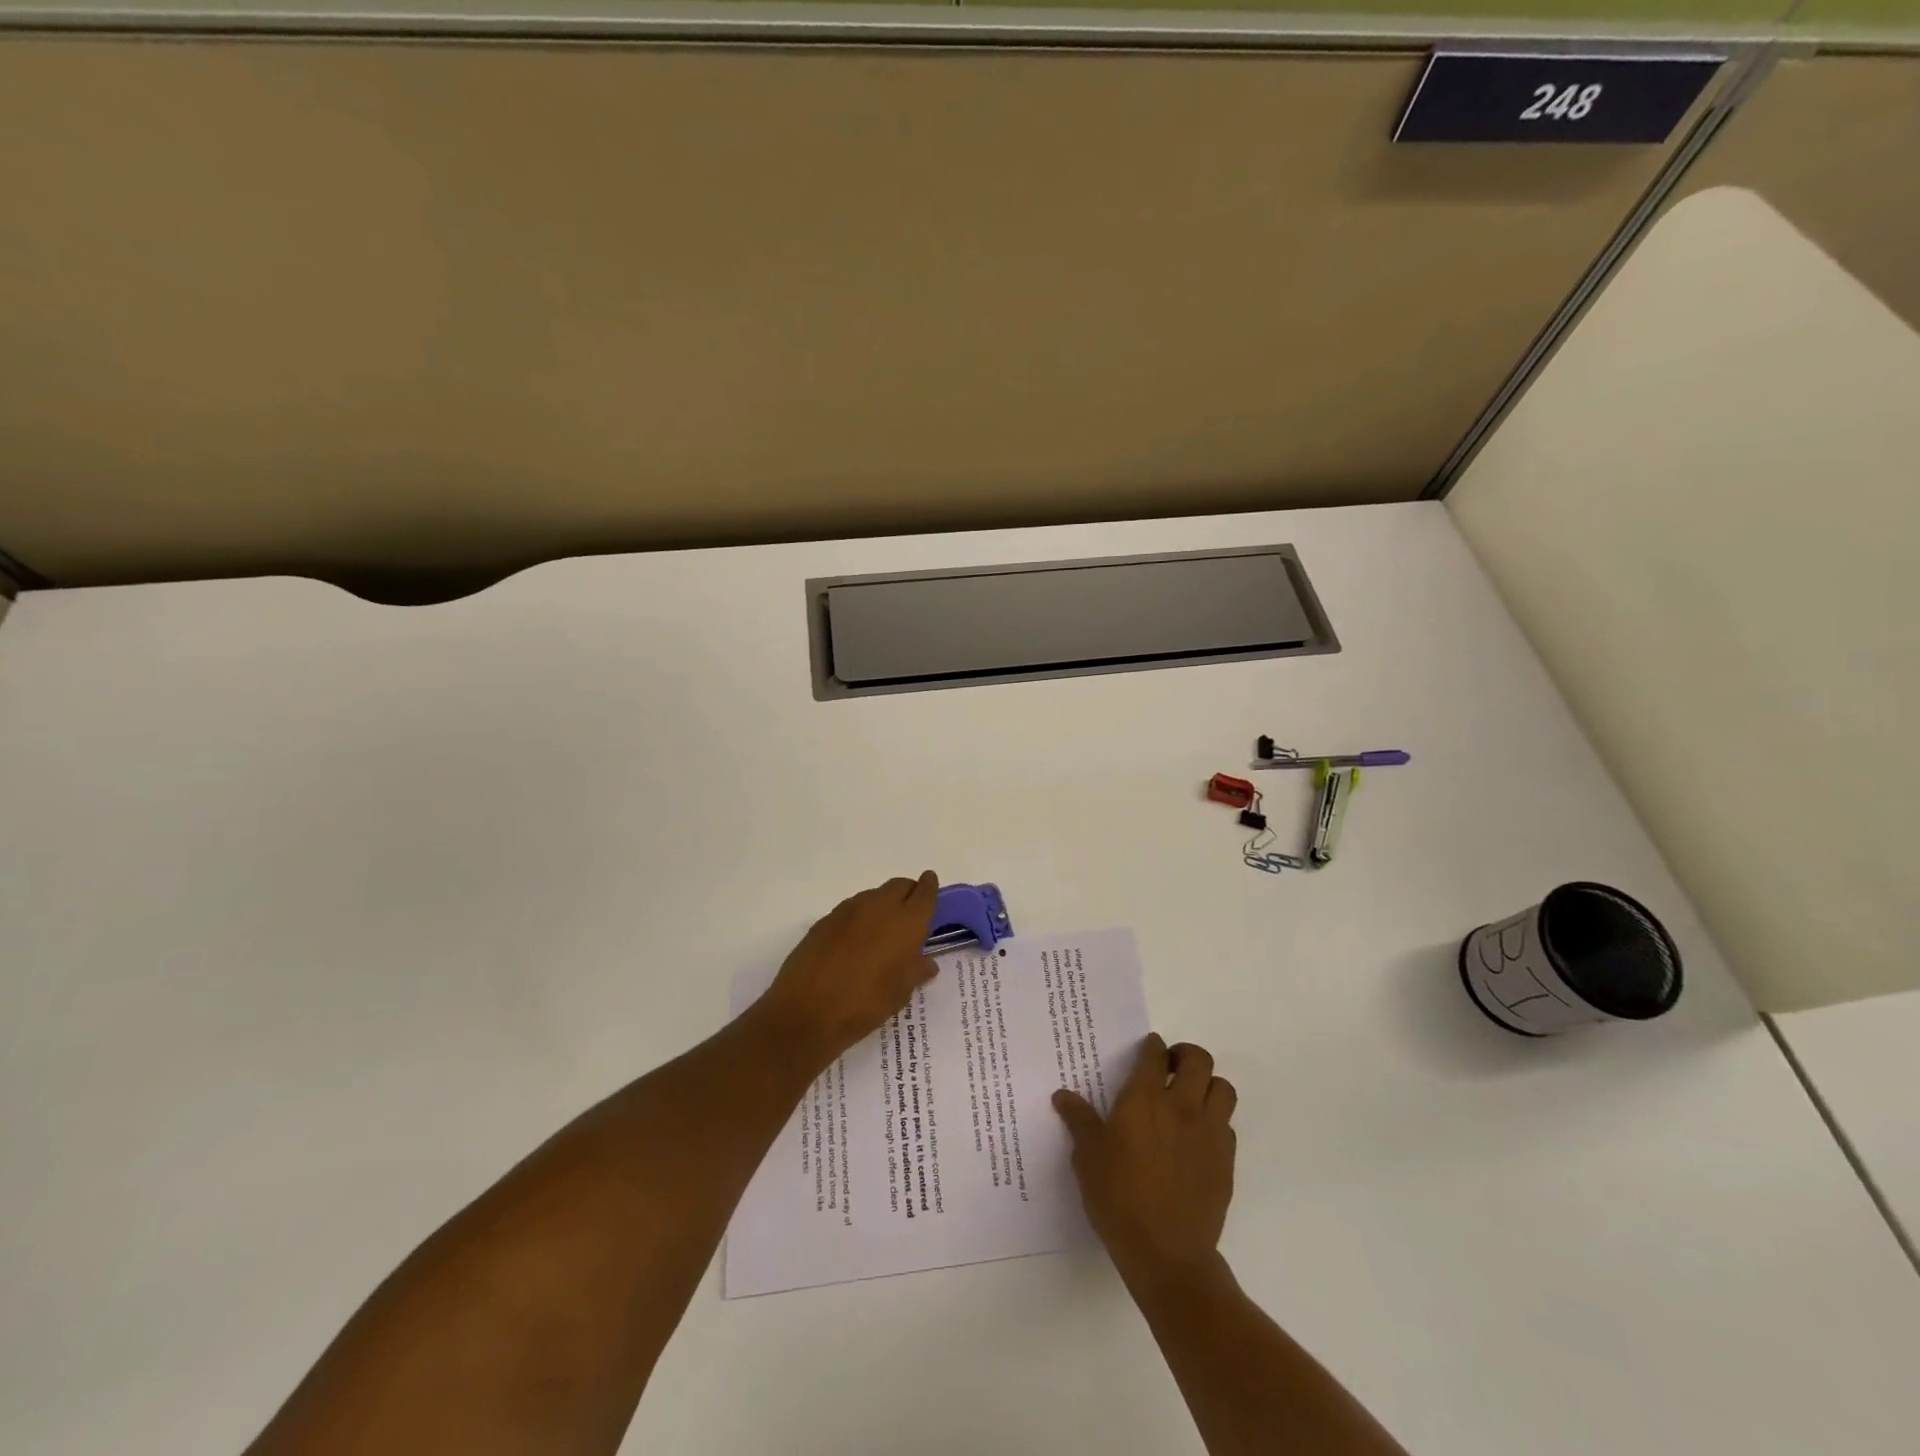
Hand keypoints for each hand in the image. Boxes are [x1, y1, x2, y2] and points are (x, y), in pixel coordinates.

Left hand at [753, 873, 940, 1067]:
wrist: (807, 1010)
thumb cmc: (866, 1003)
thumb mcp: (900, 993)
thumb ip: (917, 971)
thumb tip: (926, 962)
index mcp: (906, 921)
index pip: (925, 892)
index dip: (930, 887)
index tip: (930, 886)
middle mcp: (880, 906)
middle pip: (899, 885)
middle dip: (908, 893)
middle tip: (910, 915)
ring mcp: (849, 910)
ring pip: (874, 895)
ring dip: (882, 905)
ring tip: (881, 933)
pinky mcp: (825, 919)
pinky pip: (851, 910)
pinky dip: (859, 918)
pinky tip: (854, 943)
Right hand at [1053, 1034, 1237, 1288]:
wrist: (1166, 1253)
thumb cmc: (1118, 1199)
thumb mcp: (1087, 1158)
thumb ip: (1079, 1121)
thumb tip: (1062, 1096)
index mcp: (1144, 1099)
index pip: (1155, 1054)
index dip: (1152, 1046)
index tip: (1148, 1050)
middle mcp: (1181, 1106)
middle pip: (1199, 1060)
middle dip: (1186, 1055)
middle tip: (1171, 1067)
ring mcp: (1209, 1133)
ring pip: (1223, 1089)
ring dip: (1208, 1085)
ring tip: (1191, 1098)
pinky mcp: (1226, 1161)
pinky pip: (1228, 1126)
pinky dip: (1216, 1121)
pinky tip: (1198, 1138)